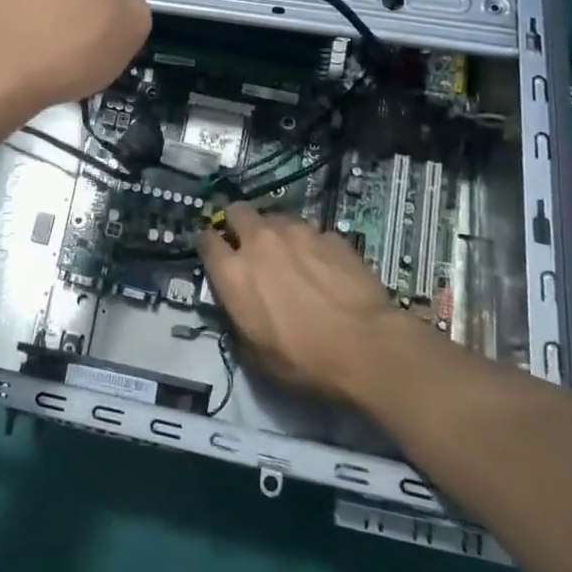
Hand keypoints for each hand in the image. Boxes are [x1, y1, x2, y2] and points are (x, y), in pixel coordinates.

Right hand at [198, 204, 400, 401]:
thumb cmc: (303, 359)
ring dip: (275, 232)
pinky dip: (311, 245)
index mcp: (233, 271)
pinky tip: (324, 266)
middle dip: (238, 223)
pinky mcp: (329, 235)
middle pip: (237, 211)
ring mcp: (297, 232)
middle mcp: (259, 241)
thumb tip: (237, 301)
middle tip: (248, 244)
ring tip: (290, 255)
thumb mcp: (255, 351)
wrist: (366, 346)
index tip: (215, 253)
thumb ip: (238, 314)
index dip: (209, 245)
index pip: (206, 240)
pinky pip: (311, 233)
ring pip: (276, 217)